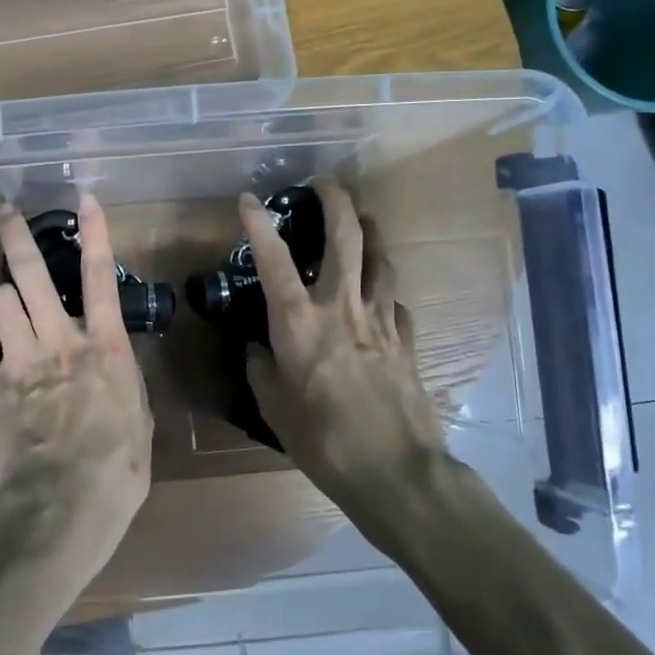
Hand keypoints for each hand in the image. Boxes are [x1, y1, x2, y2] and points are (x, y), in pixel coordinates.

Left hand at [0, 196, 152, 583]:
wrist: (67, 503)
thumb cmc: (119, 467)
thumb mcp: (138, 420)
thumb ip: (120, 384)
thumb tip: (110, 371)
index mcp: (104, 346)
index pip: (101, 277)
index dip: (95, 233)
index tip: (84, 198)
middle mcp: (60, 340)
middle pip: (33, 274)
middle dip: (17, 237)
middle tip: (4, 212)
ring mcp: (22, 361)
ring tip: (1, 308)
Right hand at [240, 181, 446, 510]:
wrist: (395, 471)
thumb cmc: (322, 440)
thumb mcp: (274, 407)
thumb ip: (261, 368)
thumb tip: (259, 347)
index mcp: (299, 323)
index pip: (274, 260)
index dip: (260, 225)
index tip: (249, 199)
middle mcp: (341, 309)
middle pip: (346, 238)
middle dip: (336, 202)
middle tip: (326, 183)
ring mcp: (380, 322)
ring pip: (380, 260)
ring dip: (371, 232)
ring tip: (364, 219)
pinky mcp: (406, 342)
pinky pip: (395, 303)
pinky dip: (384, 291)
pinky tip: (380, 298)